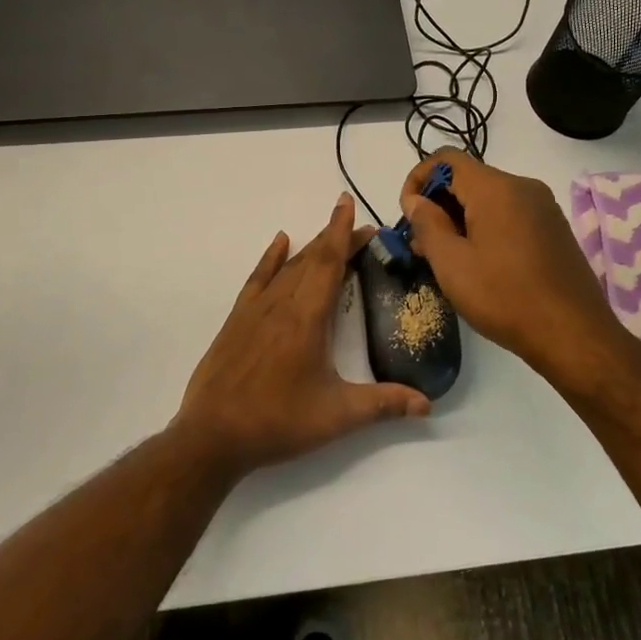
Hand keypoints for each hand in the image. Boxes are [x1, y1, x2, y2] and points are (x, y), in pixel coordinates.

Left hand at [175, 193, 431, 476]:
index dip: (342, 232)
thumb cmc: (278, 422)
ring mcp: (255, 310)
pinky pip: (258, 278)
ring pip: (288, 267)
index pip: (329, 263)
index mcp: (307, 318)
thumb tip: (428, 404)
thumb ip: (383, 405)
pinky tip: (280, 242)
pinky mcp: (237, 320)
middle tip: (360, 229)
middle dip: (336, 239)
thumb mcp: (337, 416)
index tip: (349, 204)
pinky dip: (271, 258)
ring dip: (311, 248)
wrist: (212, 435)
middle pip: (312, 260)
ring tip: (330, 235)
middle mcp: (281, 304)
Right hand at [400, 150, 624, 379]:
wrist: (574, 335)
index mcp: (496, 188)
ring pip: (489, 199)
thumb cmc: (505, 297)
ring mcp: (543, 208)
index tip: (408, 214)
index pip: (447, 159)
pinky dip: (486, 227)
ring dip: (460, 219)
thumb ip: (427, 224)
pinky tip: (479, 263)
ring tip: (446, 259)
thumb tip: (415, 200)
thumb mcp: (452, 263)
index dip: (419, 179)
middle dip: (438, 204)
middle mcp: (523, 187)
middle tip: (421, 244)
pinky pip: (509, 214)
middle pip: (469, 178)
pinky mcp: (553, 229)